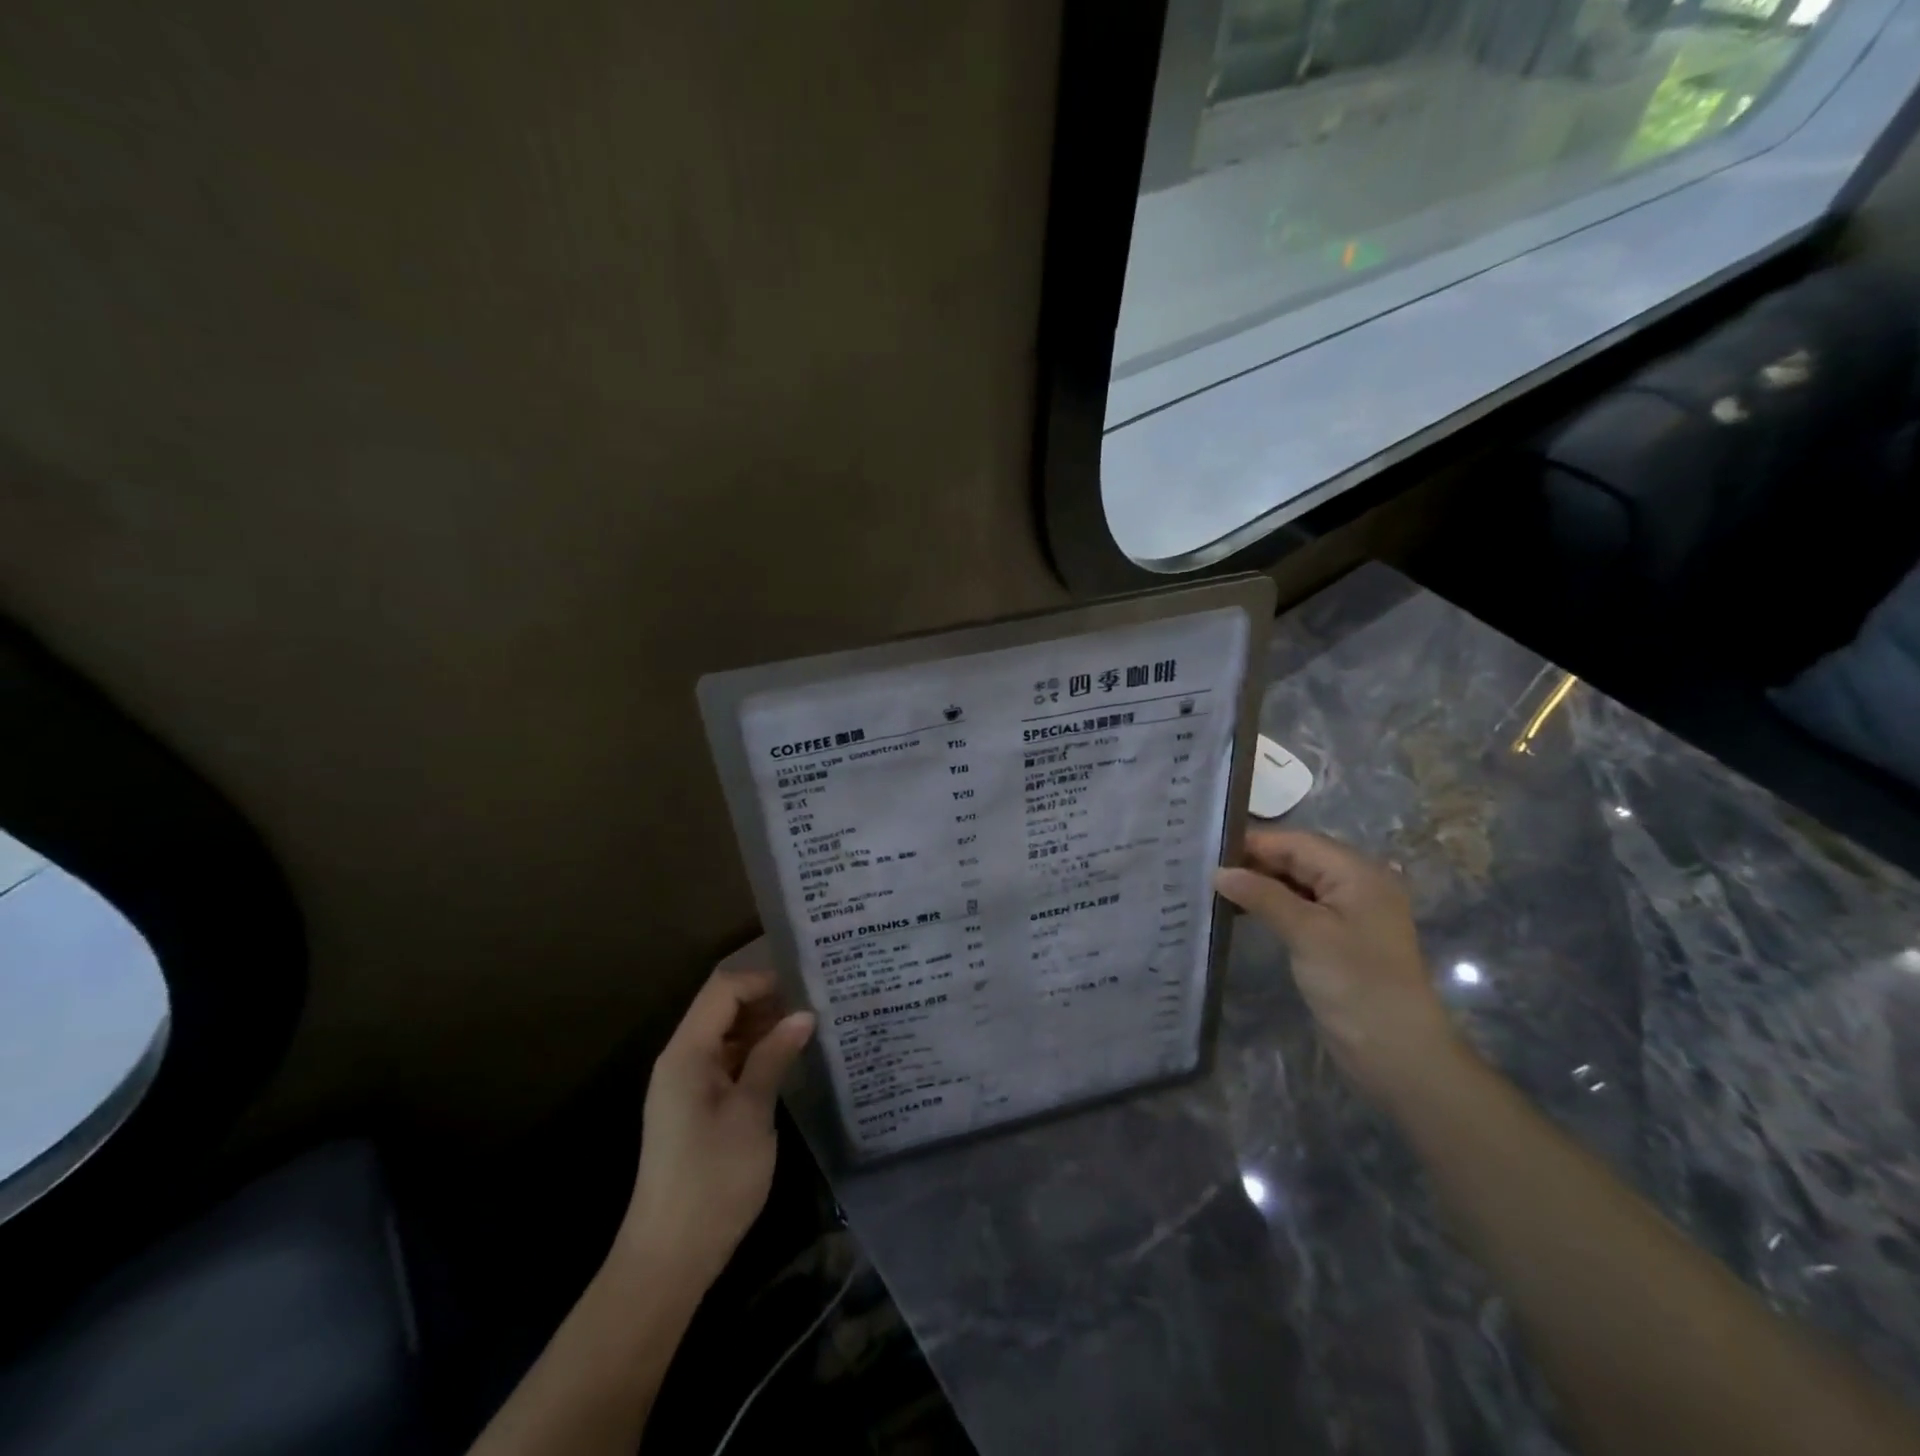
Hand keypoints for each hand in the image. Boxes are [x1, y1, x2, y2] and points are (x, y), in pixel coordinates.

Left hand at [620, 955, 814, 1289]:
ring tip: (808, 1029)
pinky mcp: (694, 1108)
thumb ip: (775, 1057)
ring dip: (762, 1027)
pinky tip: (786, 1062)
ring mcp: (685, 1085)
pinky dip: (754, 1054)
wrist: (669, 1257)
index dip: (762, 980)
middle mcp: (680, 1060)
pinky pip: (725, 1062)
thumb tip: (804, 1015)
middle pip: (721, 1007)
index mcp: (687, 1053)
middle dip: (766, 1001)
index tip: (806, 987)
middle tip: (815, 1005)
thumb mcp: (752, 1112)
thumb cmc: (712, 1179)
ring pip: (725, 1035)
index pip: (723, 990)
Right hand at [1214, 830, 1462, 1106]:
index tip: (1207, 848)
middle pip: (1296, 859)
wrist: (1397, 1053)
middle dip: (1253, 862)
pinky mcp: (1337, 938)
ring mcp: (1347, 913)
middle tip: (1202, 866)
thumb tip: (1219, 871)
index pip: (1297, 842)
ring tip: (1213, 887)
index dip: (1253, 843)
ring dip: (1259, 885)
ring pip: (1294, 884)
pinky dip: (1270, 906)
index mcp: (1358, 872)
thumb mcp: (1307, 933)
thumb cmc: (1356, 983)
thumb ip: (1262, 895)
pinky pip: (1298, 908)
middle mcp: (1355, 884)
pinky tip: (1239, 911)